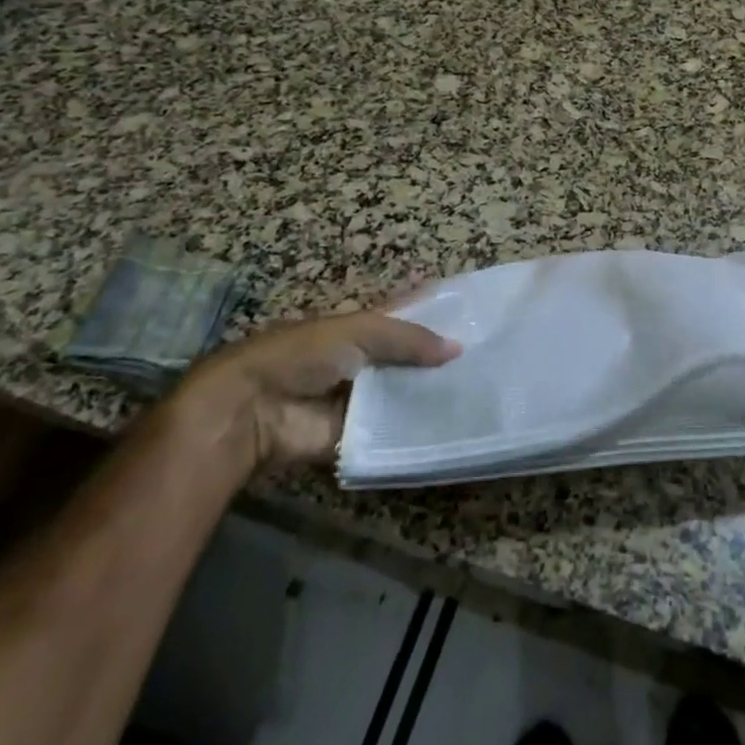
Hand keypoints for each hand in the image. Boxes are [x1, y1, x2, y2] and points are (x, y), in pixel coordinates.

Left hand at [173, 310, 459, 471]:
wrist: (253, 410)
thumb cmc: (303, 355)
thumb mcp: (359, 332)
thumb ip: (408, 338)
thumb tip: (458, 348)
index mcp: (361, 327)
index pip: (405, 314)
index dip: (435, 309)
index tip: (475, 311)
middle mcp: (365, 360)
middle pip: (411, 357)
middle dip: (442, 358)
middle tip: (491, 359)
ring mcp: (362, 399)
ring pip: (407, 394)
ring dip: (435, 394)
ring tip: (483, 393)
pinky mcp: (359, 435)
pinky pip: (394, 431)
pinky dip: (418, 431)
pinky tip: (456, 428)